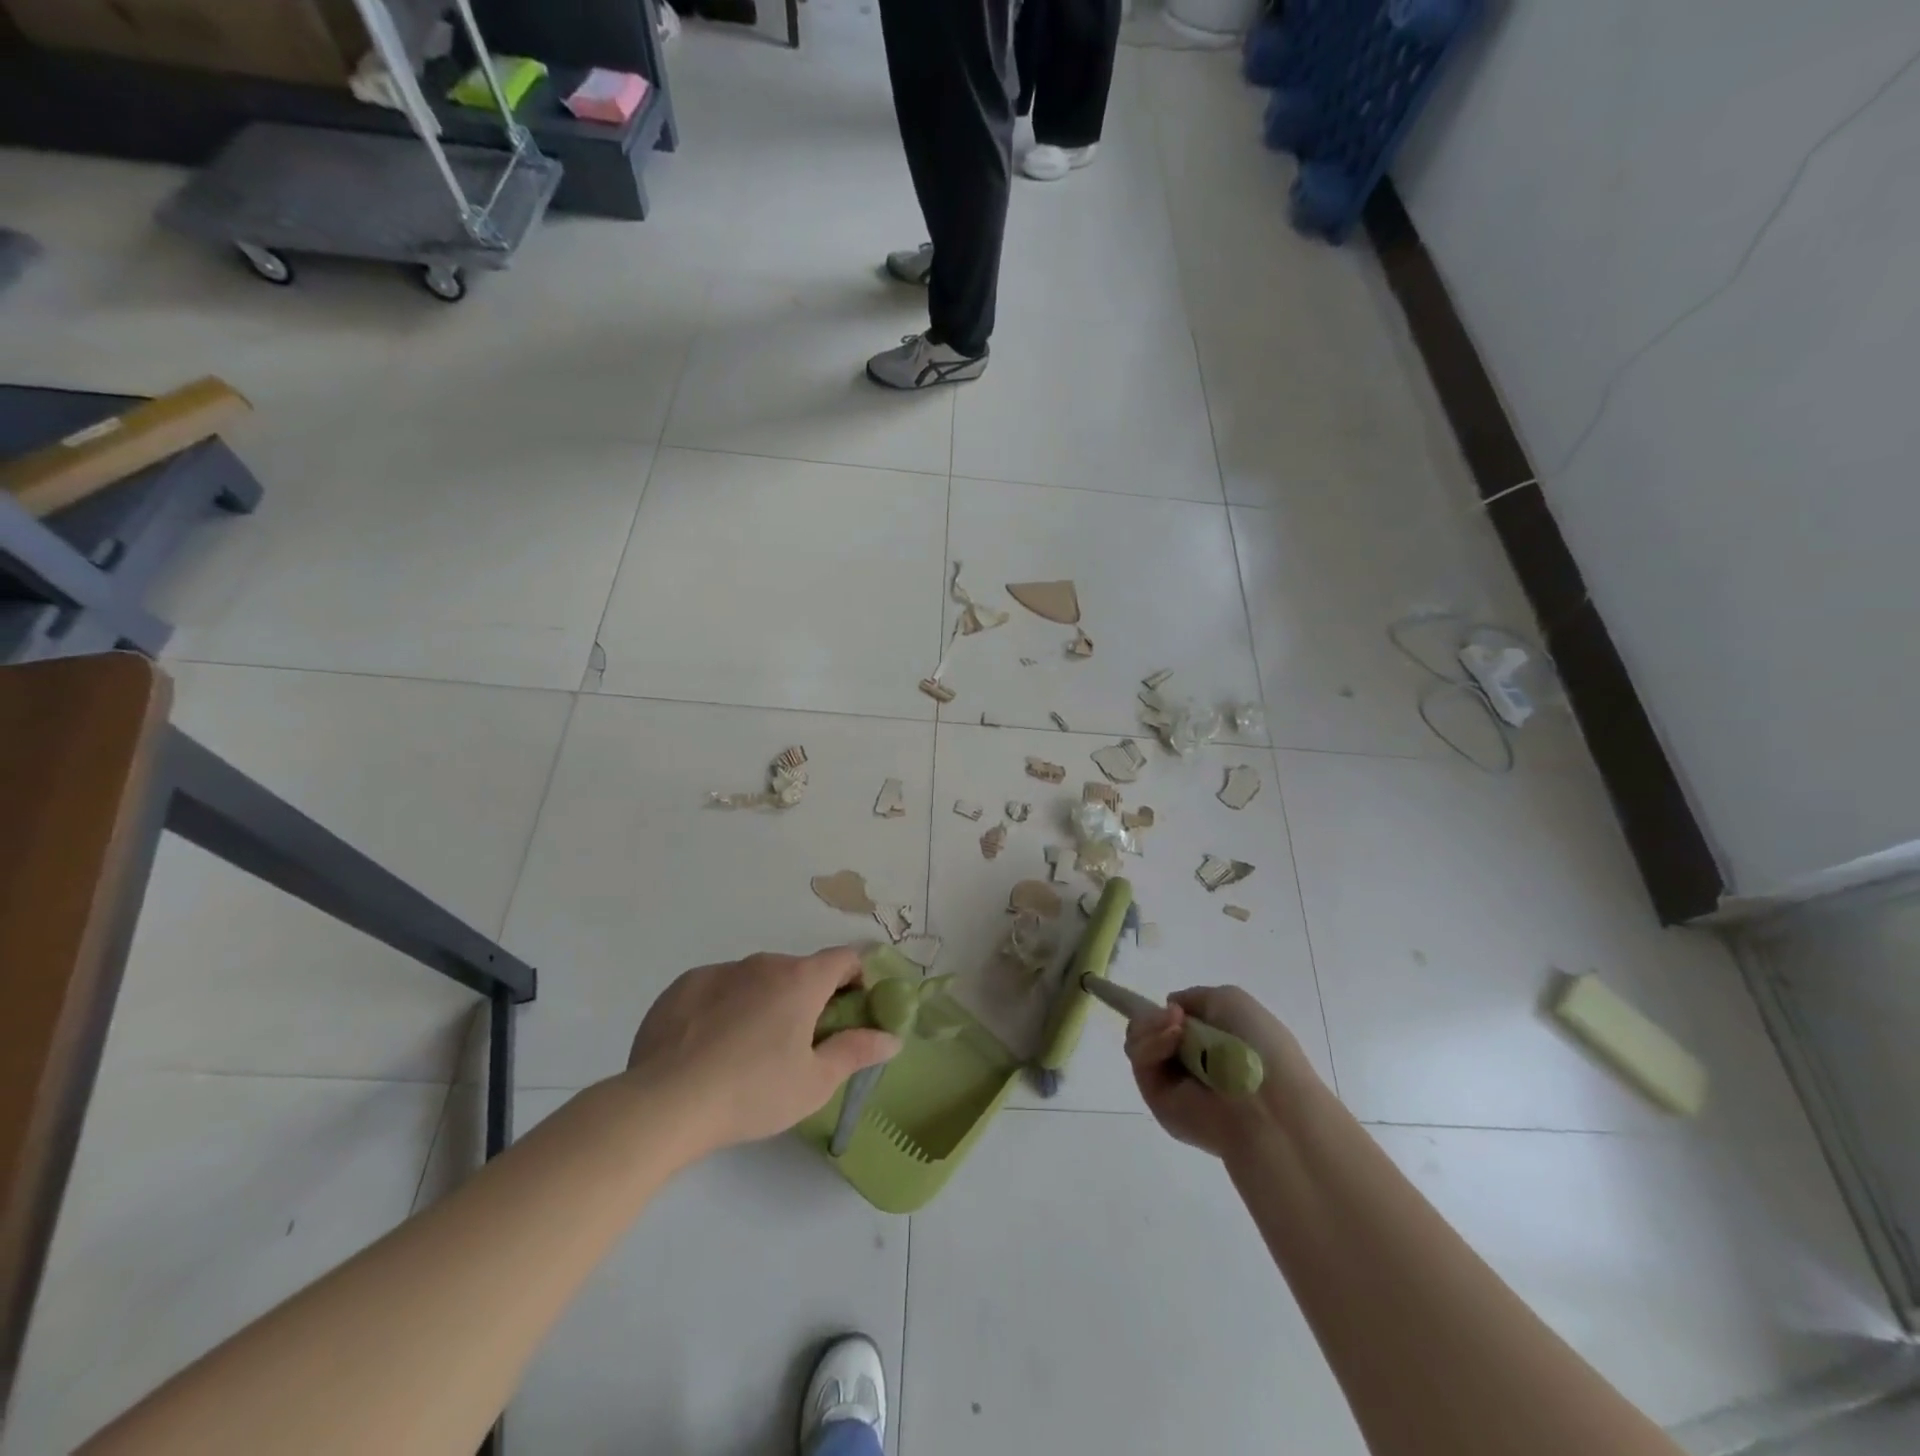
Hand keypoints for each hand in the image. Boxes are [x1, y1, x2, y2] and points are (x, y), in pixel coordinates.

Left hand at [624, 947, 899, 1158]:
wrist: (665, 1103)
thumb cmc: (753, 1092)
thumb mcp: (815, 1082)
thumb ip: (857, 1051)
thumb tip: (892, 1037)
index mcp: (801, 979)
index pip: (844, 958)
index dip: (856, 979)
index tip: (851, 1012)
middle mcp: (763, 963)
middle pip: (799, 971)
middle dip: (808, 998)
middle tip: (799, 1044)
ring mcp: (720, 970)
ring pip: (756, 979)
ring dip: (765, 1001)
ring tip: (748, 1051)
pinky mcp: (683, 986)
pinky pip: (718, 988)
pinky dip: (725, 1007)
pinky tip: (709, 1047)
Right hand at [1125, 985, 1316, 1161]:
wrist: (1267, 1103)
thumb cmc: (1259, 1046)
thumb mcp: (1231, 1001)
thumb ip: (1194, 998)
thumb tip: (1171, 1008)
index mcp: (1215, 1045)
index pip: (1176, 1024)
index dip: (1167, 1011)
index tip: (1172, 1005)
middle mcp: (1192, 1064)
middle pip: (1149, 1030)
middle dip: (1155, 1017)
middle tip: (1174, 1016)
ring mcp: (1173, 1084)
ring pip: (1139, 1042)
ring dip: (1151, 1026)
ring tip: (1175, 1027)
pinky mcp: (1157, 1100)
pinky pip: (1141, 1062)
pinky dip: (1151, 1043)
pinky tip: (1172, 1039)